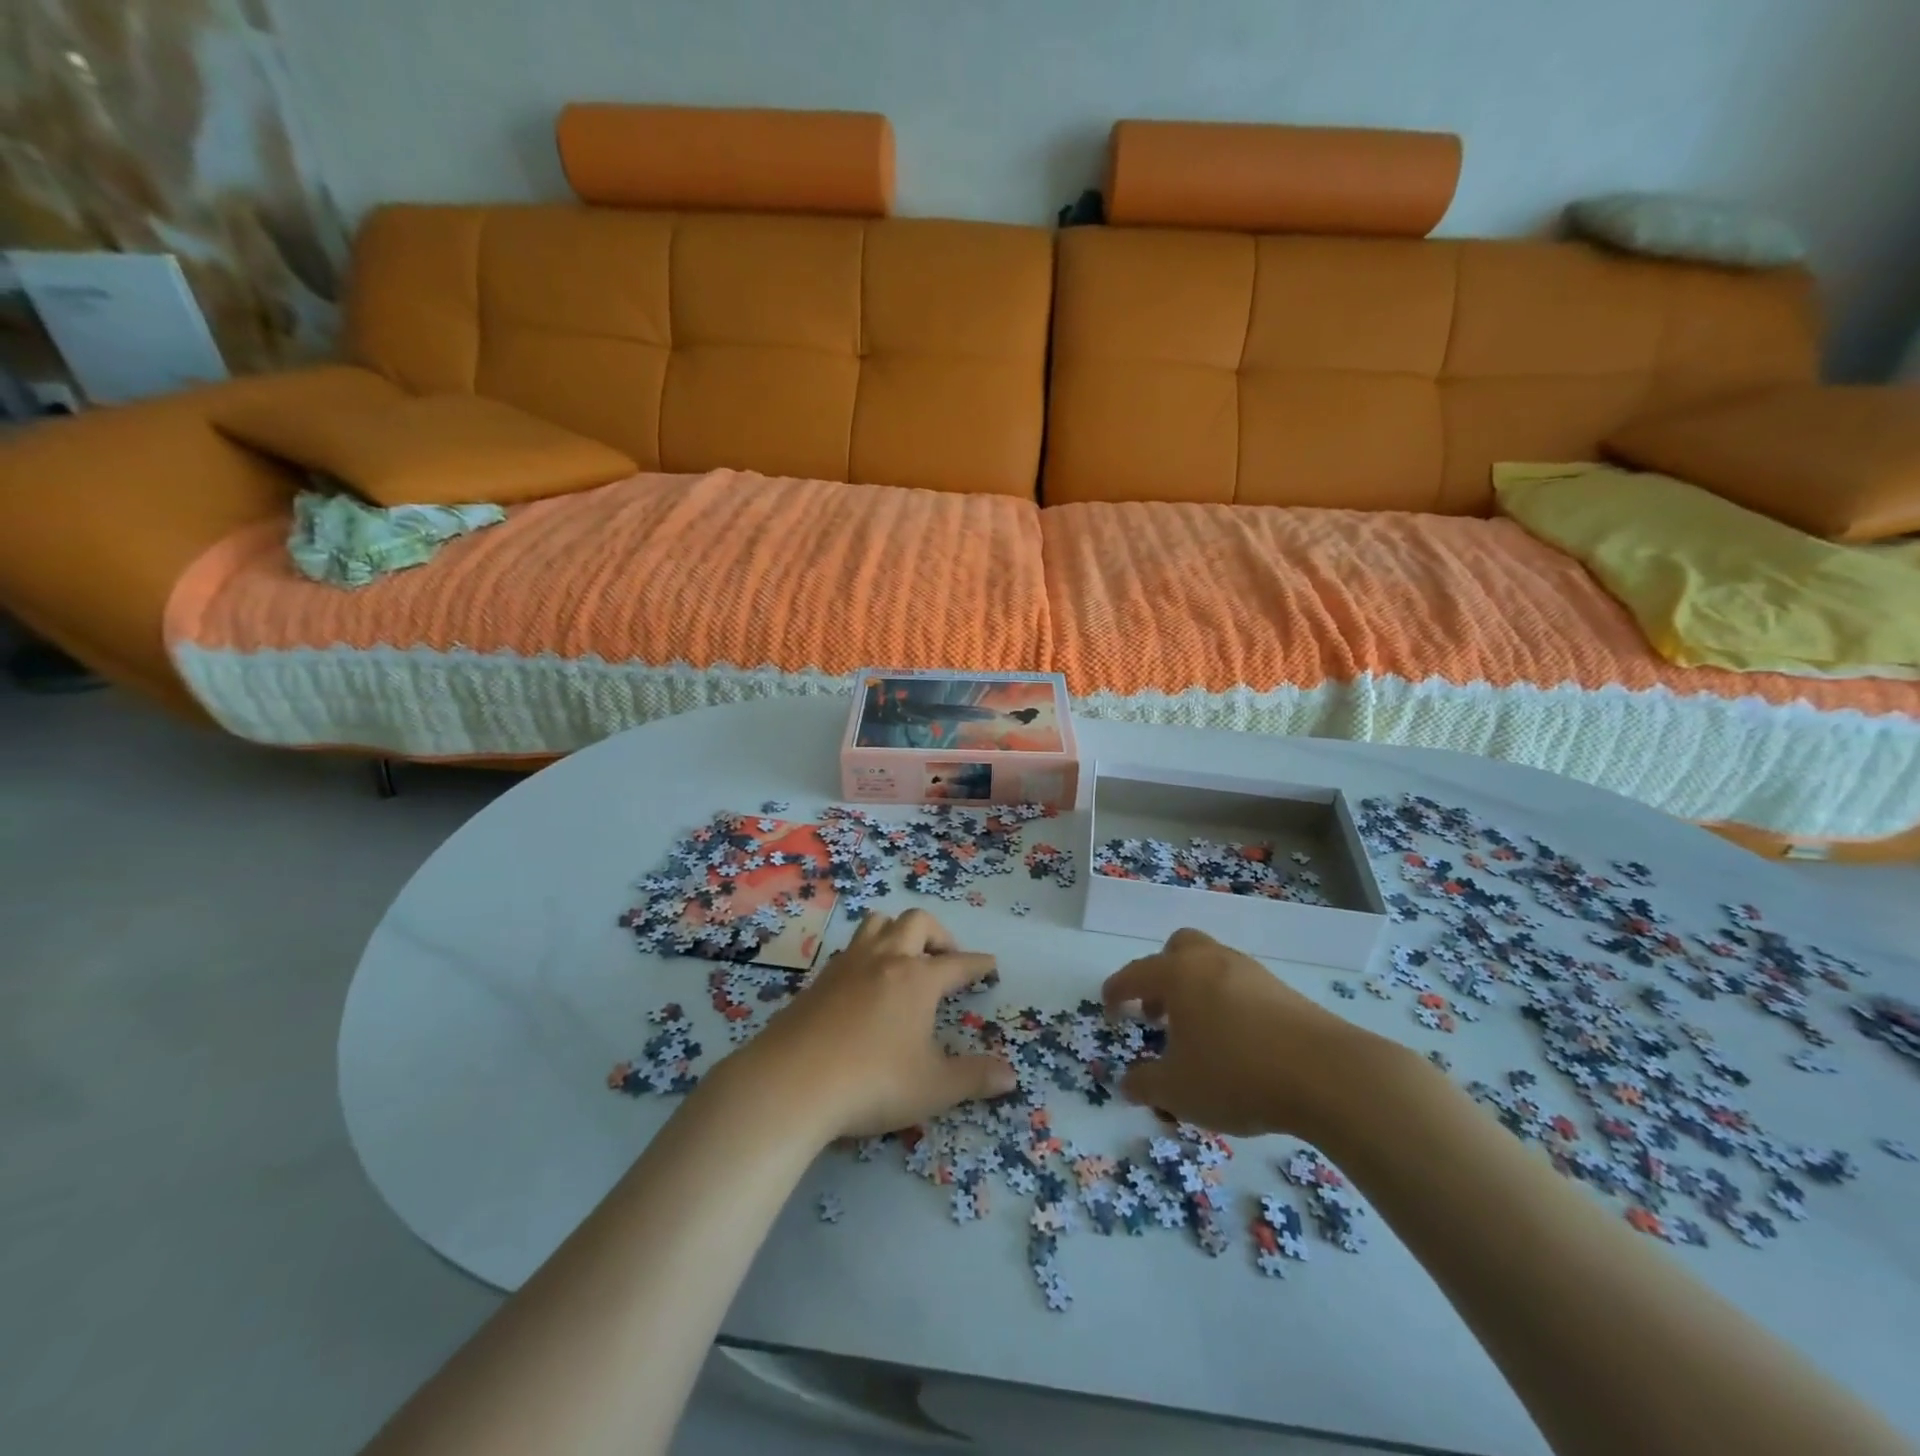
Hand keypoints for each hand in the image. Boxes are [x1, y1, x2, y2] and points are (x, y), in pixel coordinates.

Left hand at [721, 909, 1017, 1140]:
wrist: (791, 1083)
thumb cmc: (872, 1082)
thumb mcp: (933, 1088)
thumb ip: (974, 1078)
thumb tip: (1011, 1076)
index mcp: (917, 979)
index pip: (958, 963)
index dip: (978, 964)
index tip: (989, 964)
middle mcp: (885, 960)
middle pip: (917, 922)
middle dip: (938, 935)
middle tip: (945, 960)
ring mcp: (847, 965)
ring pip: (878, 923)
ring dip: (898, 932)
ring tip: (905, 959)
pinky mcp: (818, 979)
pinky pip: (851, 949)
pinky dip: (868, 953)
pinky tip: (865, 983)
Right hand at [1101, 927, 1385, 1136]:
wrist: (1329, 1075)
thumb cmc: (1238, 1075)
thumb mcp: (1178, 1091)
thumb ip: (1145, 1085)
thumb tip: (1128, 1083)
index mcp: (1178, 975)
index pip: (1135, 974)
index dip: (1116, 990)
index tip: (1108, 1006)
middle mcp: (1212, 961)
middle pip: (1178, 949)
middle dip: (1161, 976)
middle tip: (1157, 1014)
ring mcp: (1251, 972)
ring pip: (1212, 966)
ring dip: (1195, 991)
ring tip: (1197, 1035)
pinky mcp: (1284, 991)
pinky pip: (1240, 986)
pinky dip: (1227, 1004)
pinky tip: (1236, 1043)